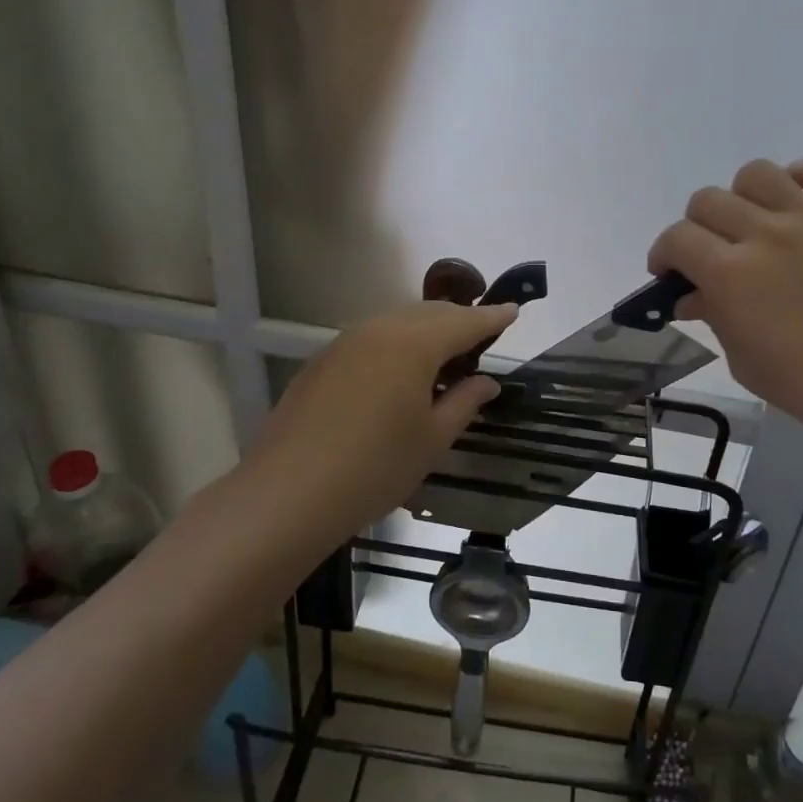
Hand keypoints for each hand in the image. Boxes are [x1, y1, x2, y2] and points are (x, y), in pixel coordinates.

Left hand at [243, 301, 517, 541]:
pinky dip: (396, 342)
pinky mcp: (322, 361)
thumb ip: (464, 402)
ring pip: (396, 321)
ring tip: (443, 351)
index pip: (464, 322)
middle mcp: (379, 329)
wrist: (289, 492)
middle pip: (428, 313)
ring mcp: (345, 342)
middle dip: (458, 319)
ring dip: (425, 329)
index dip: (492, 317)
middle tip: (481, 334)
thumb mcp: (432, 439)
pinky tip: (398, 371)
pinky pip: (371, 338)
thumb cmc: (375, 467)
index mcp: (414, 343)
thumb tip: (486, 382)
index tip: (513, 310)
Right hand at [648, 157, 802, 450]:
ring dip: (742, 197)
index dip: (663, 254)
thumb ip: (714, 317)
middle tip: (710, 254)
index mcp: (731, 275)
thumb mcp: (744, 360)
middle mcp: (765, 235)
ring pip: (757, 174)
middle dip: (696, 228)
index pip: (676, 239)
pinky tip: (799, 200)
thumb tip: (692, 297)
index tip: (668, 273)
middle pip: (707, 201)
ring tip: (753, 223)